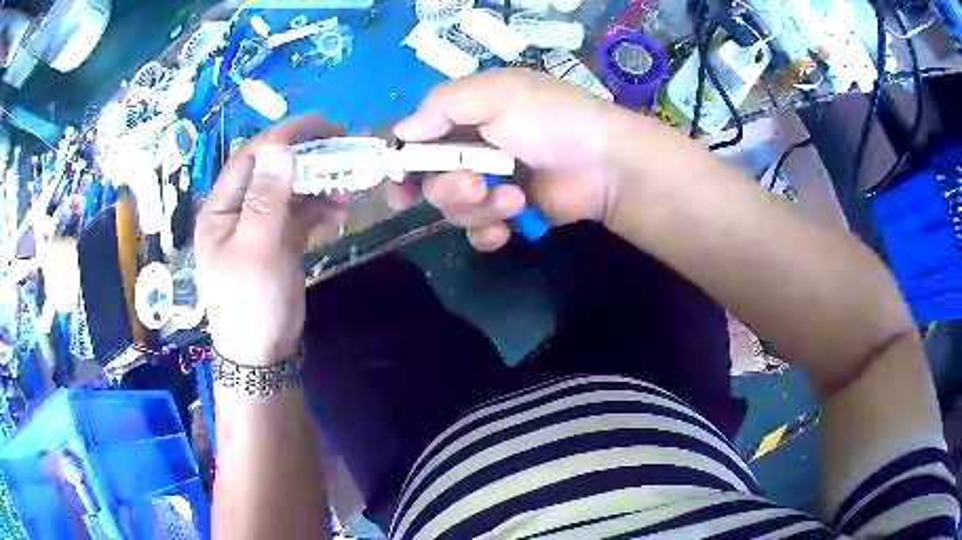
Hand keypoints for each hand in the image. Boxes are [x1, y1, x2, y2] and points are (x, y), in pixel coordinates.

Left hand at [195, 116, 347, 365]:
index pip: (250, 157)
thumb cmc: (250, 303)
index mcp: (221, 208)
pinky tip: (339, 211)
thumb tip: (280, 148)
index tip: (323, 124)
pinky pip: (301, 212)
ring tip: (348, 185)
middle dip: (307, 156)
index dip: (284, 137)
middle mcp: (238, 209)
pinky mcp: (280, 239)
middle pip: (273, 168)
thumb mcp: (256, 250)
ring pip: (291, 189)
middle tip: (344, 146)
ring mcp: (260, 224)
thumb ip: (267, 199)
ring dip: (319, 182)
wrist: (262, 352)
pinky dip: (320, 207)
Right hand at [392, 68, 644, 250]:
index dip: (402, 167)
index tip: (400, 188)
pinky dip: (489, 233)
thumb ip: (441, 106)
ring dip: (478, 207)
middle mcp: (471, 151)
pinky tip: (509, 225)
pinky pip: (478, 233)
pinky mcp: (509, 215)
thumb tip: (401, 132)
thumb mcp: (496, 94)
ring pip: (453, 211)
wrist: (605, 163)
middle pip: (430, 185)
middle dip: (449, 189)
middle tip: (475, 184)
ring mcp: (490, 185)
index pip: (416, 144)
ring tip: (514, 197)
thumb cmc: (551, 119)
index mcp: (463, 118)